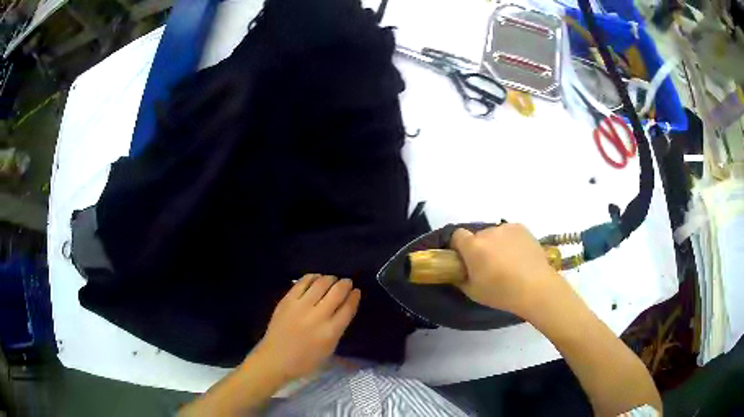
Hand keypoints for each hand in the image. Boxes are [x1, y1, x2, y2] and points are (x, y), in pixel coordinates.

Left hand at [250, 274, 360, 382]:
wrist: (275, 360)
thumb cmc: (305, 361)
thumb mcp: (329, 350)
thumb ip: (338, 330)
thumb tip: (344, 310)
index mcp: (331, 332)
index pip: (348, 308)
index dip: (355, 297)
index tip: (357, 292)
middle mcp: (318, 316)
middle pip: (337, 292)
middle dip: (345, 284)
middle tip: (347, 282)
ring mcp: (301, 306)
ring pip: (321, 283)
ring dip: (330, 279)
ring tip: (332, 280)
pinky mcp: (287, 301)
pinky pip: (302, 282)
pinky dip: (312, 277)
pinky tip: (316, 278)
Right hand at [450, 224, 564, 317]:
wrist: (536, 287)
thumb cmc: (501, 293)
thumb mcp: (473, 292)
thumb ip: (460, 278)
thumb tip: (458, 272)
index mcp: (473, 246)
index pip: (457, 236)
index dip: (459, 247)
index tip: (465, 260)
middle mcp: (488, 232)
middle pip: (478, 236)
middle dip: (480, 248)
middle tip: (488, 265)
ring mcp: (506, 228)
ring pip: (494, 234)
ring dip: (496, 244)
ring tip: (507, 262)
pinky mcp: (522, 228)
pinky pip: (509, 232)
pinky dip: (510, 241)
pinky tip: (518, 256)